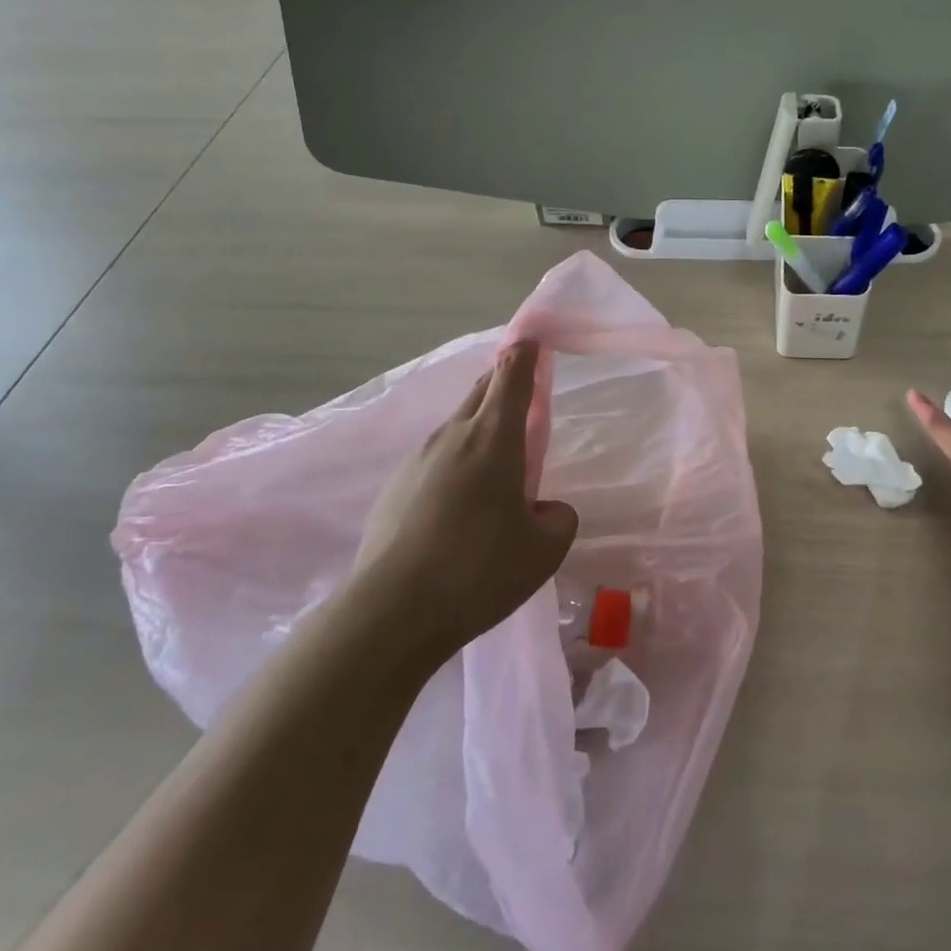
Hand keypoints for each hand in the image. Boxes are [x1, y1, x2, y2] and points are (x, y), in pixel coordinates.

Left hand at [353, 341, 578, 661]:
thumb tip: (543, 509)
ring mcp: (418, 459)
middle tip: (522, 395)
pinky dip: (455, 463)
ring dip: (479, 428)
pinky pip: (435, 459)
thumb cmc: (480, 570)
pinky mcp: (395, 487)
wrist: (393, 610)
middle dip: (503, 383)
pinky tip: (460, 505)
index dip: (524, 354)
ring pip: (457, 426)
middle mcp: (454, 436)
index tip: (531, 339)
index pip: (512, 376)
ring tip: (495, 464)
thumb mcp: (544, 550)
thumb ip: (557, 518)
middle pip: (481, 392)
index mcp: (494, 438)